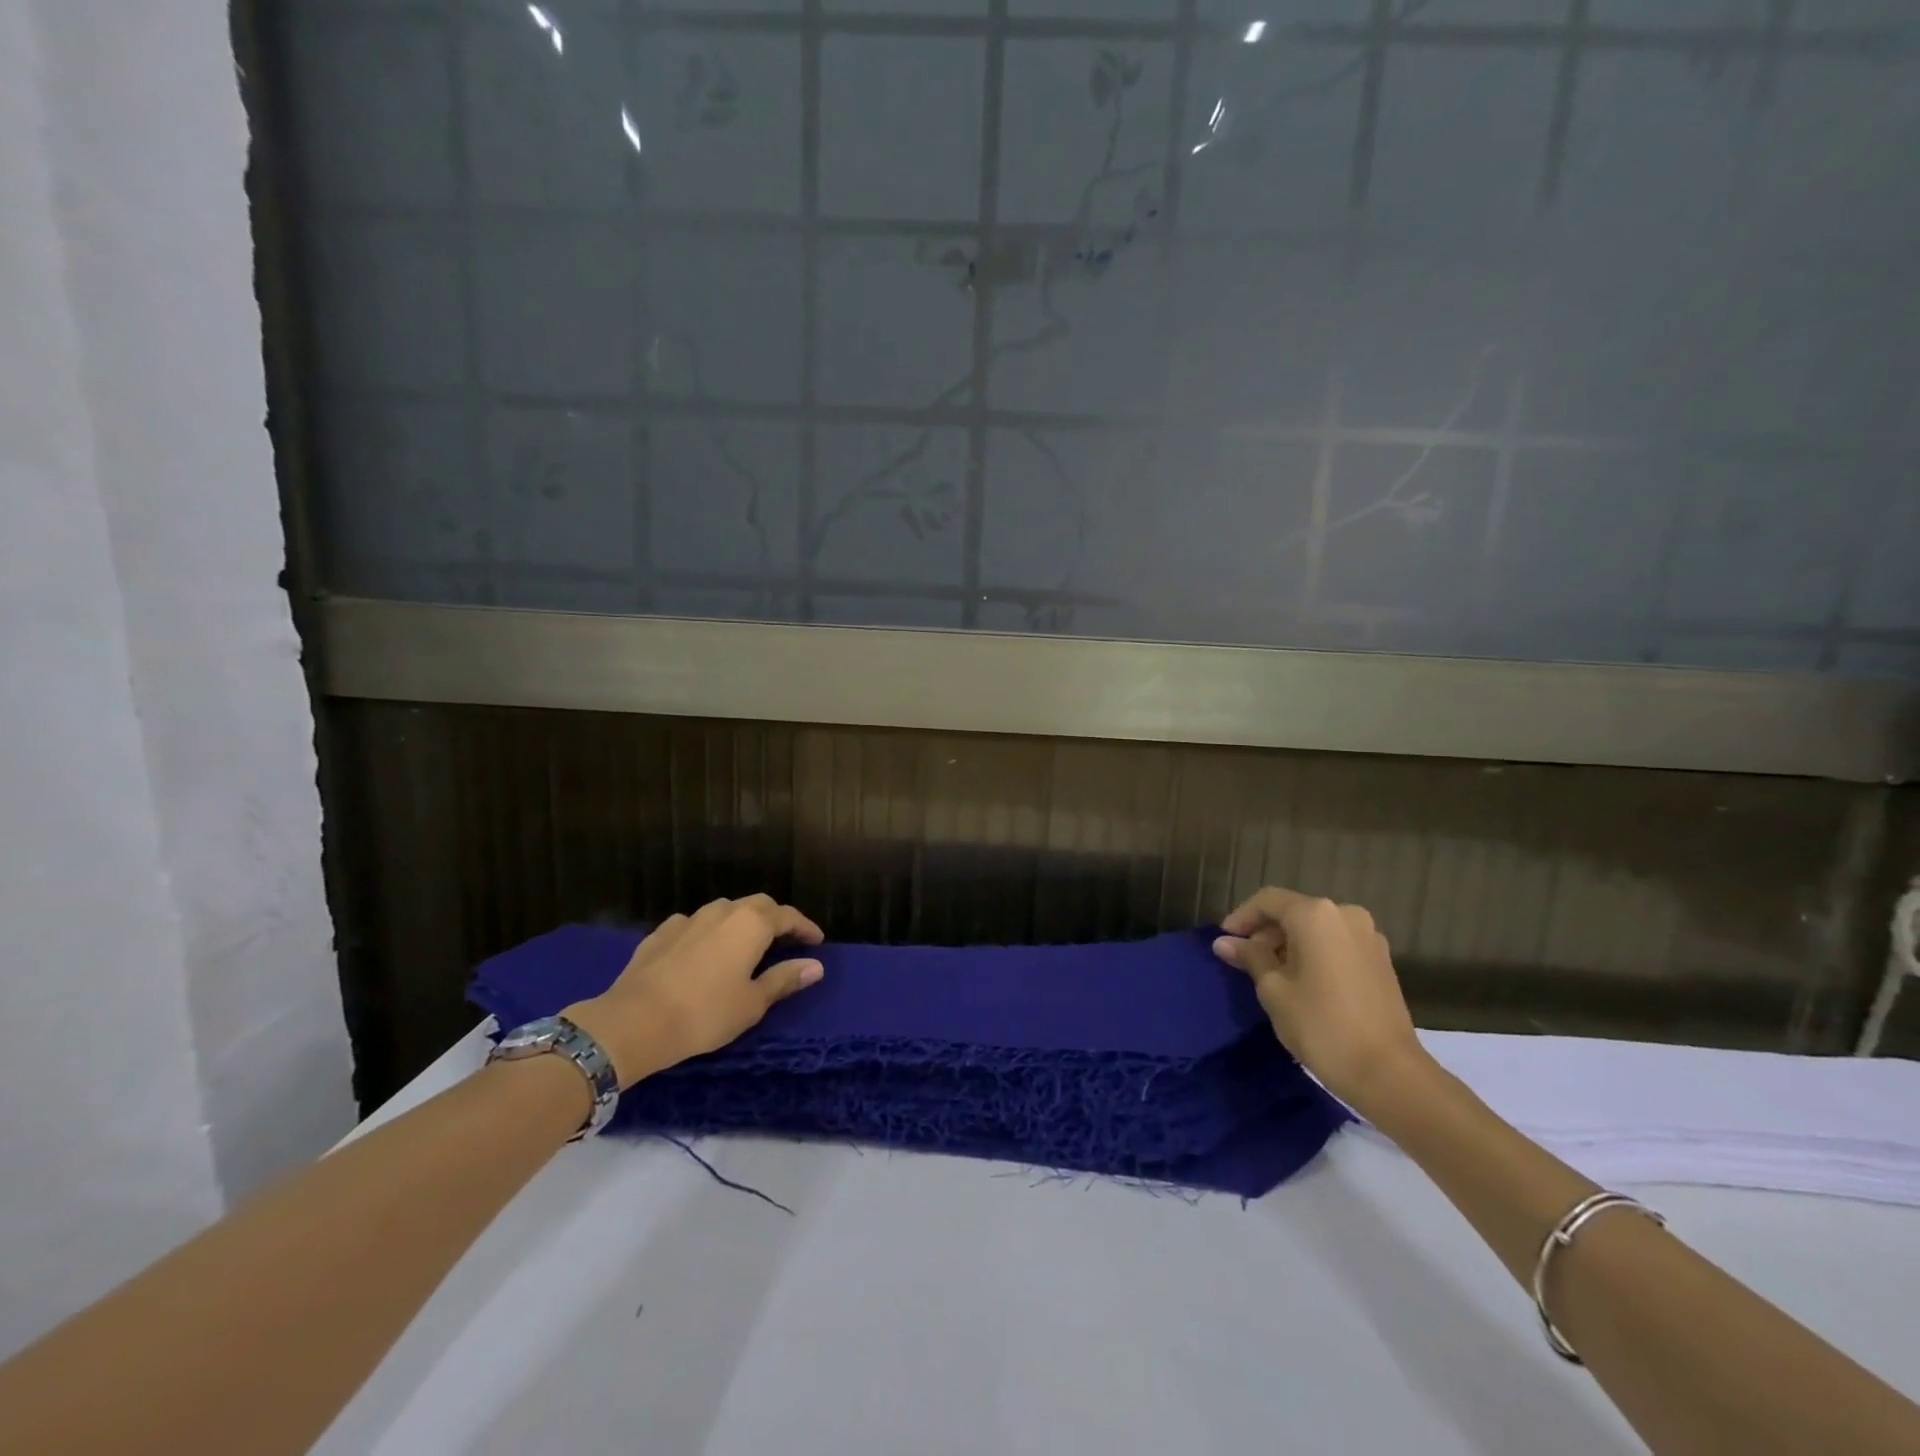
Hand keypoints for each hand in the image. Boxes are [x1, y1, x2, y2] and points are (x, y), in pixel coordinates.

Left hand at [564, 895, 824, 1086]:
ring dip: (741, 921)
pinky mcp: (660, 933)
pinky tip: (703, 950)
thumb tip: (816, 965)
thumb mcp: (752, 1003)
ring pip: (724, 910)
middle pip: (757, 905)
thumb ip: (784, 979)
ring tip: (745, 943)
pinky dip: (708, 932)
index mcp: (751, 925)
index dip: (805, 927)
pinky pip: (694, 924)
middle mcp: (723, 912)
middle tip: (785, 939)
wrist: (633, 1021)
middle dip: (775, 918)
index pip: (787, 916)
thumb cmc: (704, 1014)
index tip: (817, 941)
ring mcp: (688, 919)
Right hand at [1212, 887, 1431, 1113]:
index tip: (1224, 940)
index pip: (1268, 900)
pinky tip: (1301, 980)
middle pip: (1294, 911)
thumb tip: (1224, 943)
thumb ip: (1250, 957)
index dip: (1241, 917)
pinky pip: (1336, 943)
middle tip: (1244, 960)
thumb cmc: (1321, 1024)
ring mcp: (1368, 937)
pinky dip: (1314, 952)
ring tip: (1270, 973)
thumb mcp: (1273, 989)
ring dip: (1289, 943)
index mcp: (1316, 915)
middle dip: (1266, 932)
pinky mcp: (1380, 960)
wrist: (1388, 1072)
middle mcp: (1345, 915)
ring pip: (1316, 928)